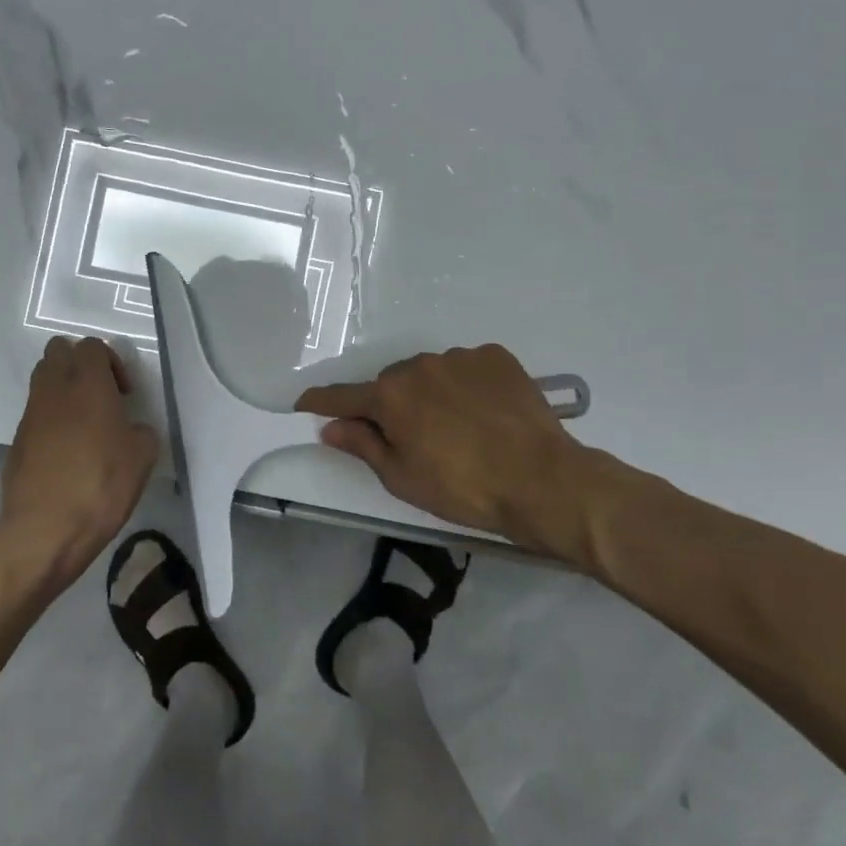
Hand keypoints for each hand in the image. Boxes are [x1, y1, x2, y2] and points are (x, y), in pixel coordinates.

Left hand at [0, 336, 160, 592]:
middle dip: (80, 364)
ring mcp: (30, 414)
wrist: (45, 529)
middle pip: (59, 351)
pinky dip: (52, 419)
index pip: (92, 345)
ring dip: (64, 389)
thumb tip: (131, 430)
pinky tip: (68, 452)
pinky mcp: (17, 440)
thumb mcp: (142, 456)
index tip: (124, 394)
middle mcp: (54, 389)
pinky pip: (36, 413)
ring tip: (86, 423)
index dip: (111, 362)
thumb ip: (140, 431)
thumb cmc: (101, 484)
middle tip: (102, 396)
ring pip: (43, 379)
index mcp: (87, 383)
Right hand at [296, 344, 633, 571]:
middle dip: (390, 405)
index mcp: (390, 395)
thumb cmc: (463, 488)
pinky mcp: (495, 357)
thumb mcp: (402, 477)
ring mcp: (460, 357)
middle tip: (408, 437)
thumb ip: (362, 445)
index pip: (343, 396)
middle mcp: (419, 365)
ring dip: (430, 393)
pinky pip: (466, 368)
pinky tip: (483, 412)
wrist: (542, 480)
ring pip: (430, 373)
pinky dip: (465, 385)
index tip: (304, 402)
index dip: (321, 401)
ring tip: (456, 426)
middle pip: (391, 383)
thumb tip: (330, 426)